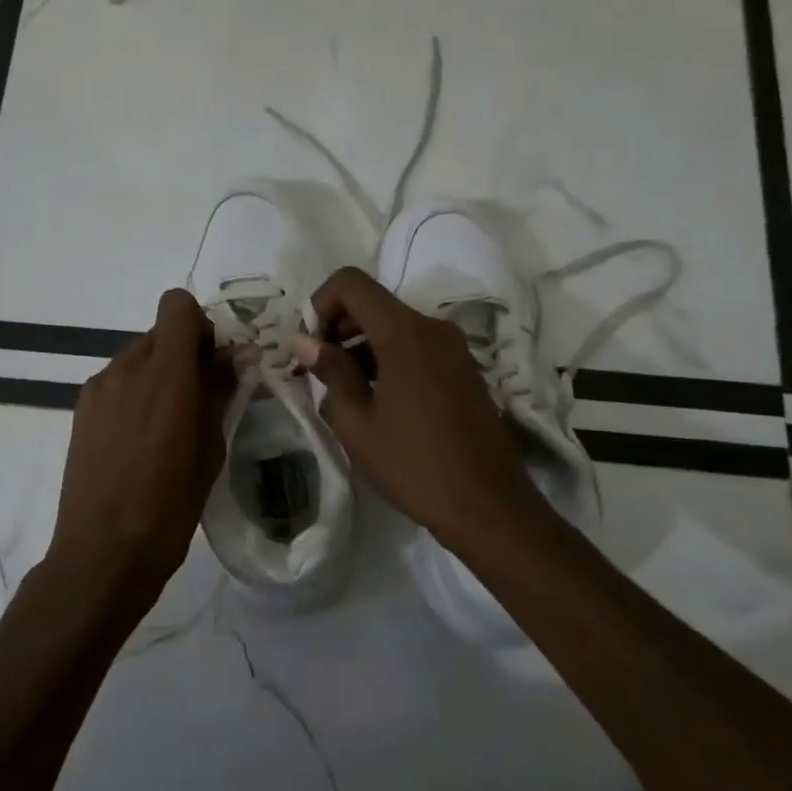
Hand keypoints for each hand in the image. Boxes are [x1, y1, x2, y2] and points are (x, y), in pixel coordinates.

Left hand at [47, 289, 232, 608]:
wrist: (103, 551)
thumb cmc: (169, 505)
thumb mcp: (210, 448)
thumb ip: (221, 391)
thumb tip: (239, 355)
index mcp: (165, 374)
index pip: (177, 306)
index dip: (200, 326)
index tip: (213, 364)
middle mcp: (126, 368)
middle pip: (160, 332)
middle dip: (184, 353)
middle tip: (199, 399)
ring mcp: (98, 387)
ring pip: (138, 357)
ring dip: (159, 374)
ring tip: (167, 426)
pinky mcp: (81, 408)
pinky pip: (117, 381)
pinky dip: (135, 393)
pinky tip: (139, 439)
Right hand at [294, 266, 548, 559]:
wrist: (488, 506)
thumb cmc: (413, 464)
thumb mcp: (356, 422)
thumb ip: (329, 371)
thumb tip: (303, 341)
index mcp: (404, 332)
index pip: (351, 283)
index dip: (319, 304)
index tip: (309, 347)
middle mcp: (432, 327)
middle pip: (373, 303)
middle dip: (337, 327)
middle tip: (315, 371)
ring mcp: (454, 348)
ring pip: (394, 326)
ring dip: (361, 347)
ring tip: (342, 393)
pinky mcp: (464, 370)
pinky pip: (416, 347)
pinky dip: (387, 360)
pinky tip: (376, 402)